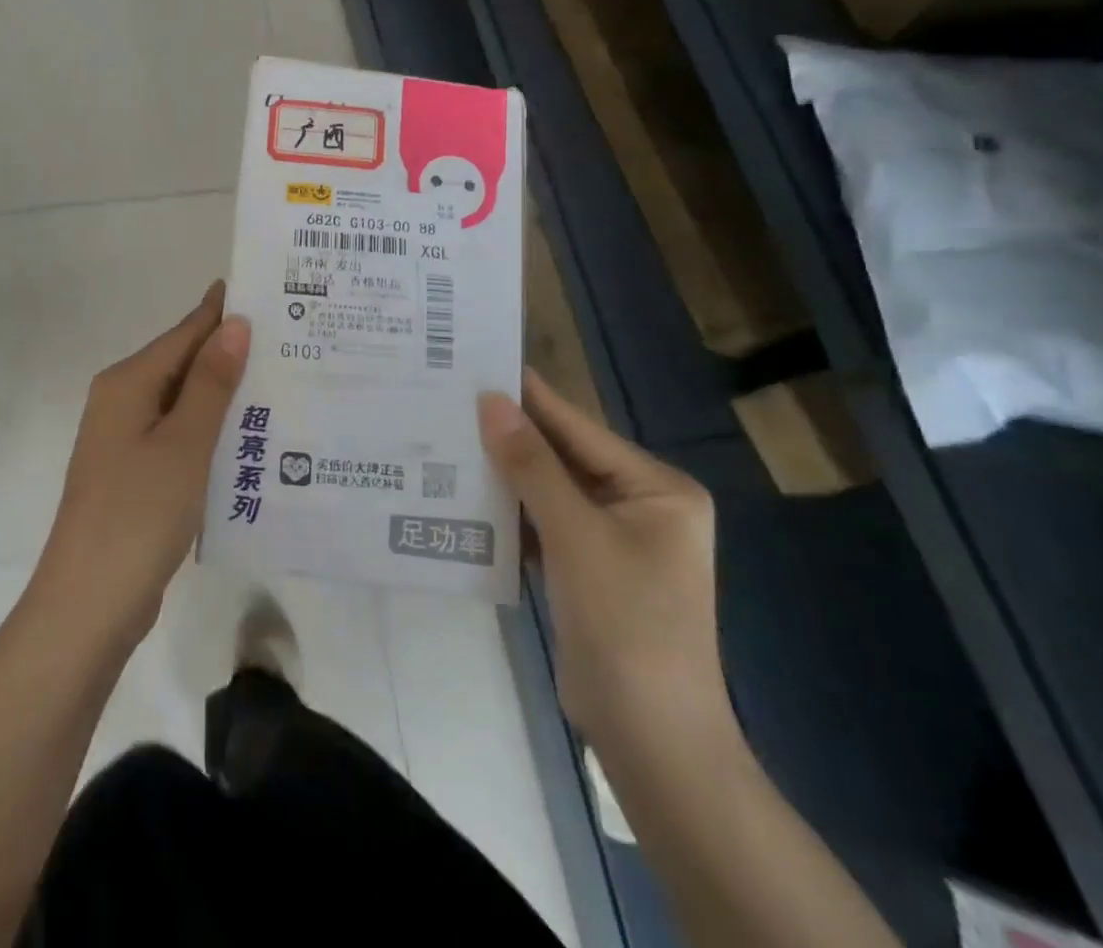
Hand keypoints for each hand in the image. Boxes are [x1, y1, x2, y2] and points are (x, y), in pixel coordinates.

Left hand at [34, 281, 250, 643]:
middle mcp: (122, 402)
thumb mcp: (184, 443)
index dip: (222, 312)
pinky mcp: (135, 474)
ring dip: (224, 394)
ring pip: (183, 403)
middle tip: (290, 338)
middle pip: (183, 364)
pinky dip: (211, 430)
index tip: (266, 292)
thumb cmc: (138, 513)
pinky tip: (248, 436)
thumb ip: (210, 383)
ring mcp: (126, 440)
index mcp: (127, 383)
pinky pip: (179, 436)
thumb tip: (234, 324)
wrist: (89, 603)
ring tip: (282, 380)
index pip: (184, 333)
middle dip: (230, 352)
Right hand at [479, 369, 731, 754]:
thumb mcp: (577, 536)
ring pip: (547, 490)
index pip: (579, 428)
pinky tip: (463, 494)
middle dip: (509, 436)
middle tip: (450, 400)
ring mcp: (613, 539)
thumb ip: (532, 465)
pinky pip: (542, 523)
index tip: (478, 363)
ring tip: (446, 438)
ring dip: (503, 473)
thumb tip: (491, 401)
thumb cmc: (626, 624)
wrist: (651, 738)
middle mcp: (639, 505)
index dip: (529, 398)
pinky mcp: (587, 568)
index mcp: (657, 488)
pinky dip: (509, 512)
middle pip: (562, 457)